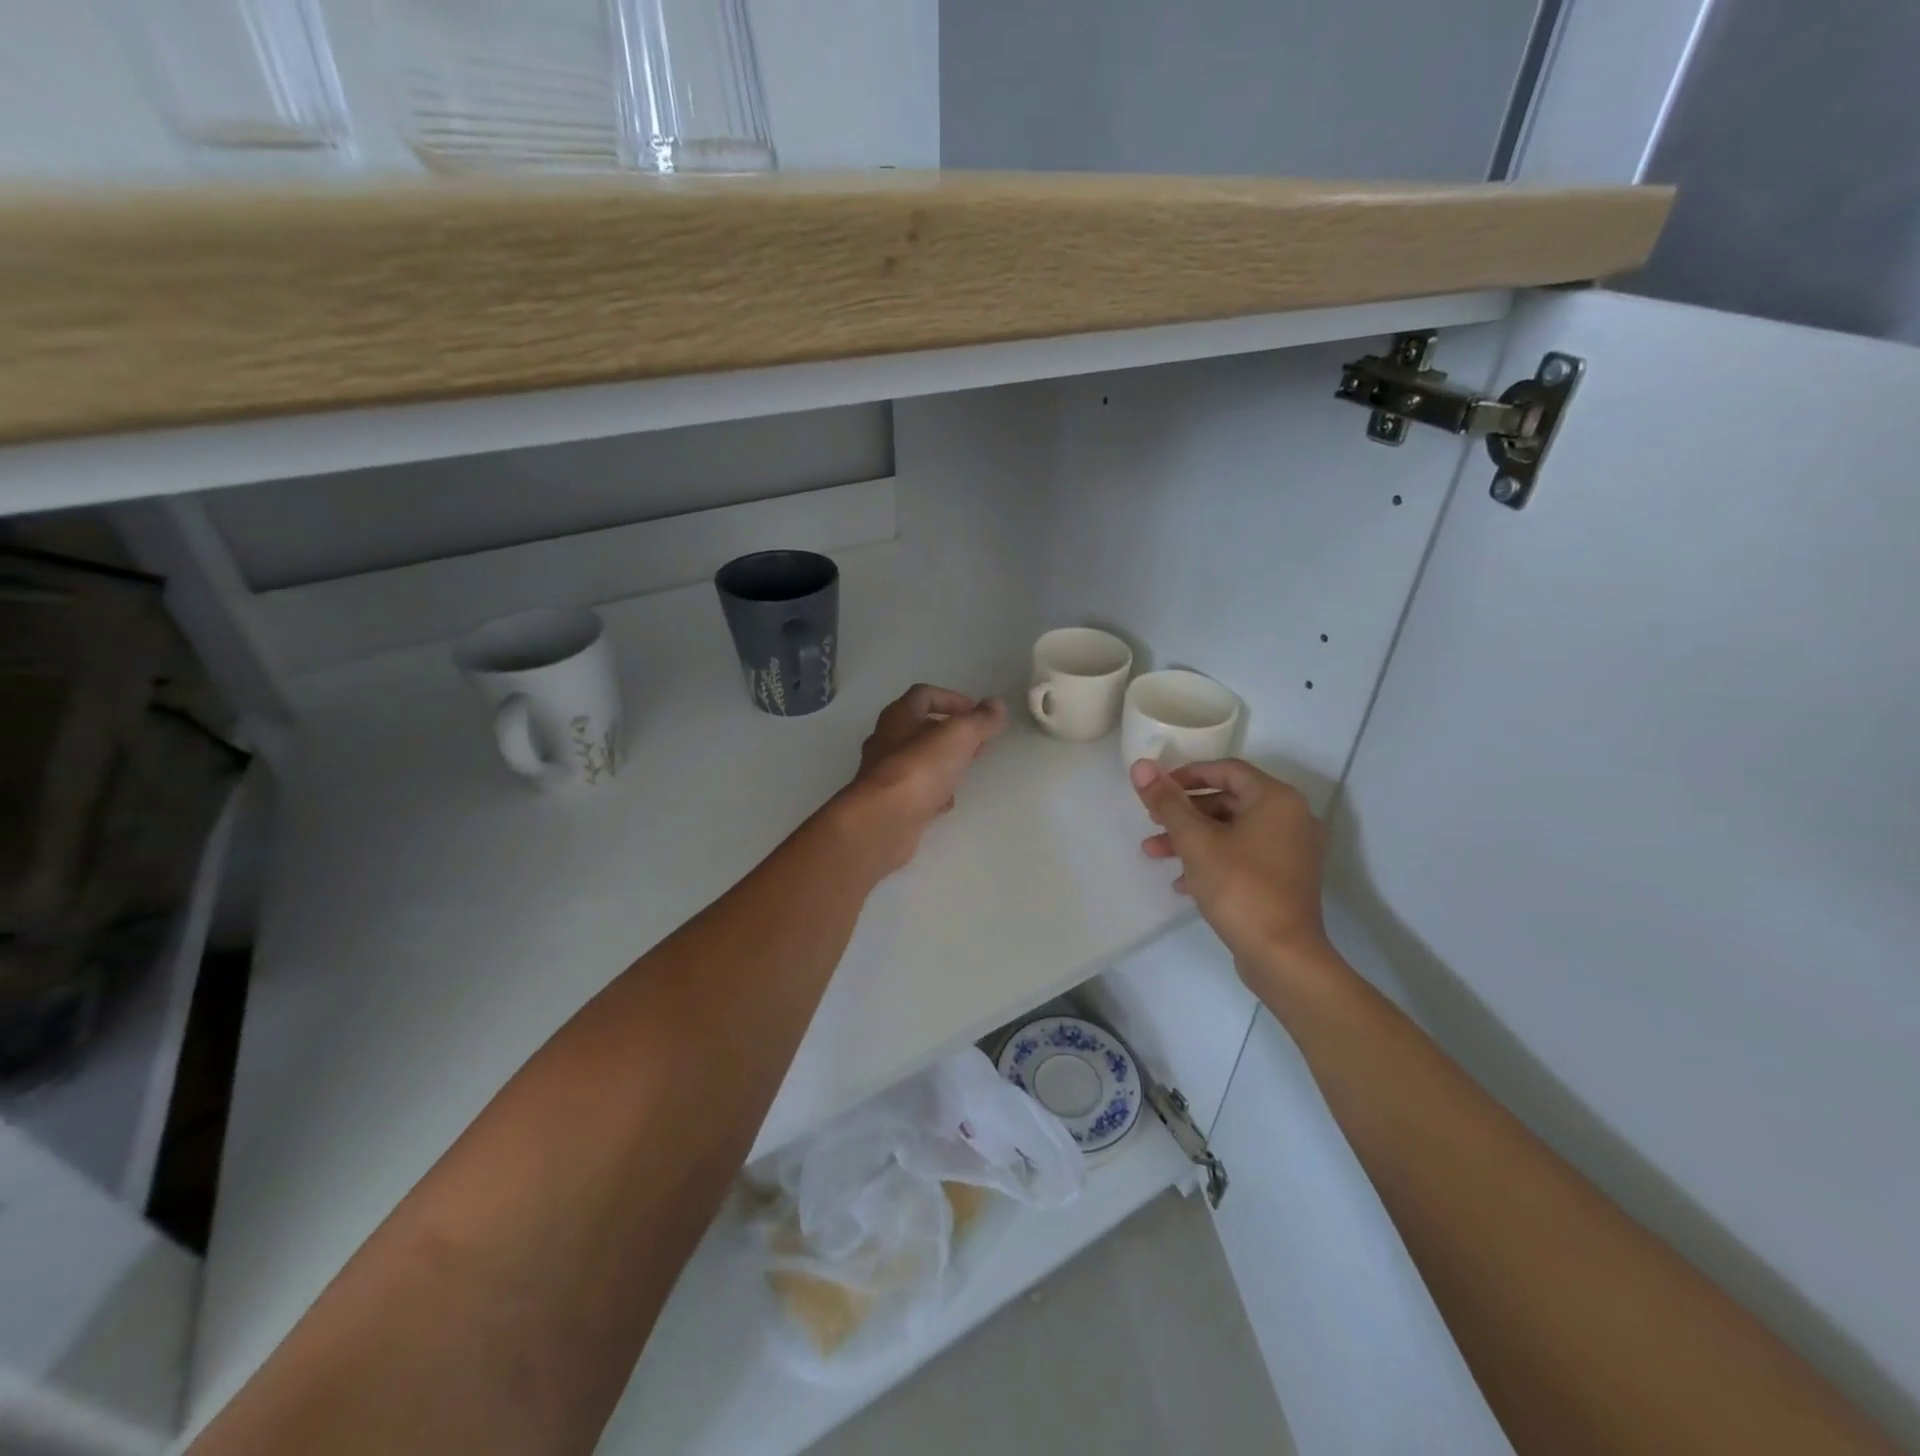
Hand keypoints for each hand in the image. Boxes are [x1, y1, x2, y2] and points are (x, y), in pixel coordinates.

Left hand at [837, 684, 1006, 874]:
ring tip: (966, 769)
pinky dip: (932, 792)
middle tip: (978, 743)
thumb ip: (980, 720)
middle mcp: (886, 741)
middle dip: (951, 733)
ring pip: (918, 761)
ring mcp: (884, 775)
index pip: (924, 695)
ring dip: (942, 762)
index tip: (977, 715)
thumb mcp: (959, 736)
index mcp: (899, 716)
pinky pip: (914, 791)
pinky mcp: (888, 804)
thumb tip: (996, 704)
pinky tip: (947, 802)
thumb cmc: (920, 768)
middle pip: (920, 728)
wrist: (884, 821)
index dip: (952, 699)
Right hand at [1131, 757, 1332, 980]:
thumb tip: (1140, 765)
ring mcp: (1291, 851)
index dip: (1187, 775)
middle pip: (1228, 801)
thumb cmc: (1239, 887)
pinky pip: (1244, 855)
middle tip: (1152, 820)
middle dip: (1184, 812)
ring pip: (1232, 831)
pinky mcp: (1285, 879)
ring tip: (1154, 853)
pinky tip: (1182, 883)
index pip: (1227, 770)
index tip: (1156, 789)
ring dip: (1192, 838)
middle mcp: (1291, 818)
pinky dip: (1213, 859)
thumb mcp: (1195, 841)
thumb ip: (1167, 801)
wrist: (1283, 956)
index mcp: (1277, 800)